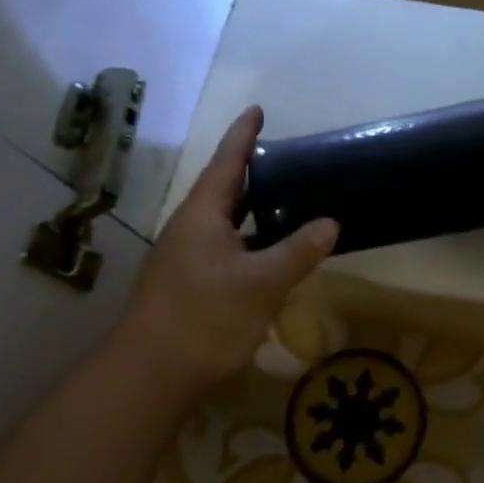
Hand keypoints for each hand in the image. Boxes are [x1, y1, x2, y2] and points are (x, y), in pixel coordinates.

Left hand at [114, 106, 338, 393]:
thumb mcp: (262, 282)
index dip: (243, 136)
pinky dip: (251, 241)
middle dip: (253, 174)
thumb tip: (331, 223)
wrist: (152, 372)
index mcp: (203, 215)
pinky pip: (226, 248)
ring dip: (254, 211)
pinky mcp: (189, 283)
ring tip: (287, 202)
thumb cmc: (206, 316)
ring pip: (226, 223)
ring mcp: (186, 257)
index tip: (257, 110)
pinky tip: (271, 255)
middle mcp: (190, 229)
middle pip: (225, 191)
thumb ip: (298, 251)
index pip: (227, 163)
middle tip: (288, 161)